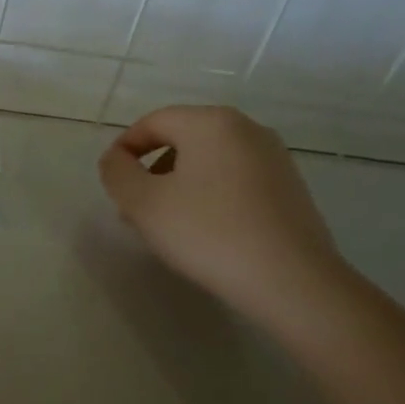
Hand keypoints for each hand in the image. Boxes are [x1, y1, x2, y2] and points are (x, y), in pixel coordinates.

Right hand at [99, 106, 348, 324]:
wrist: (292, 281)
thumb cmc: (208, 233)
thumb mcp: (143, 203)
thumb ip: (117, 173)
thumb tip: (116, 158)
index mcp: (211, 123)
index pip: (153, 122)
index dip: (124, 149)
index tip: (112, 183)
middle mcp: (246, 129)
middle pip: (182, 139)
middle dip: (151, 170)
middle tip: (134, 208)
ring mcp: (274, 158)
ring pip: (209, 161)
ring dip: (178, 184)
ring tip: (166, 224)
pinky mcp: (290, 188)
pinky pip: (235, 179)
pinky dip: (210, 195)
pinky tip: (204, 231)